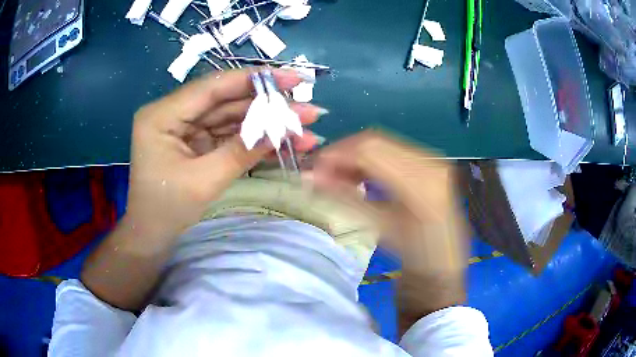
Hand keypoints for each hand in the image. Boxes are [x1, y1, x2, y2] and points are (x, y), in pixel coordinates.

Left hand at [126, 68, 324, 238]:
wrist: (151, 237)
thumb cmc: (166, 211)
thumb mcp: (203, 181)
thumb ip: (241, 151)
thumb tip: (282, 129)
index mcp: (162, 115)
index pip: (213, 87)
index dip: (254, 80)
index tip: (292, 78)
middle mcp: (173, 113)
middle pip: (226, 101)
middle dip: (268, 106)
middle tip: (308, 108)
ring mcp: (186, 128)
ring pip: (232, 118)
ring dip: (266, 124)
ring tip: (305, 128)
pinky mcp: (197, 142)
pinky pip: (228, 136)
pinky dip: (254, 140)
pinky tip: (283, 143)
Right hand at [307, 130, 467, 332]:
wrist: (444, 264)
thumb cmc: (415, 256)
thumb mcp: (380, 228)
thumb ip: (345, 198)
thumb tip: (308, 178)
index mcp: (421, 183)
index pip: (369, 151)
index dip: (335, 156)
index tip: (312, 172)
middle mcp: (430, 162)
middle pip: (374, 141)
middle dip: (342, 154)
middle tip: (320, 175)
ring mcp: (432, 160)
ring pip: (381, 143)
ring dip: (354, 157)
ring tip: (337, 178)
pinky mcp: (430, 163)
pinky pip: (392, 150)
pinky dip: (369, 160)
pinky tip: (359, 176)